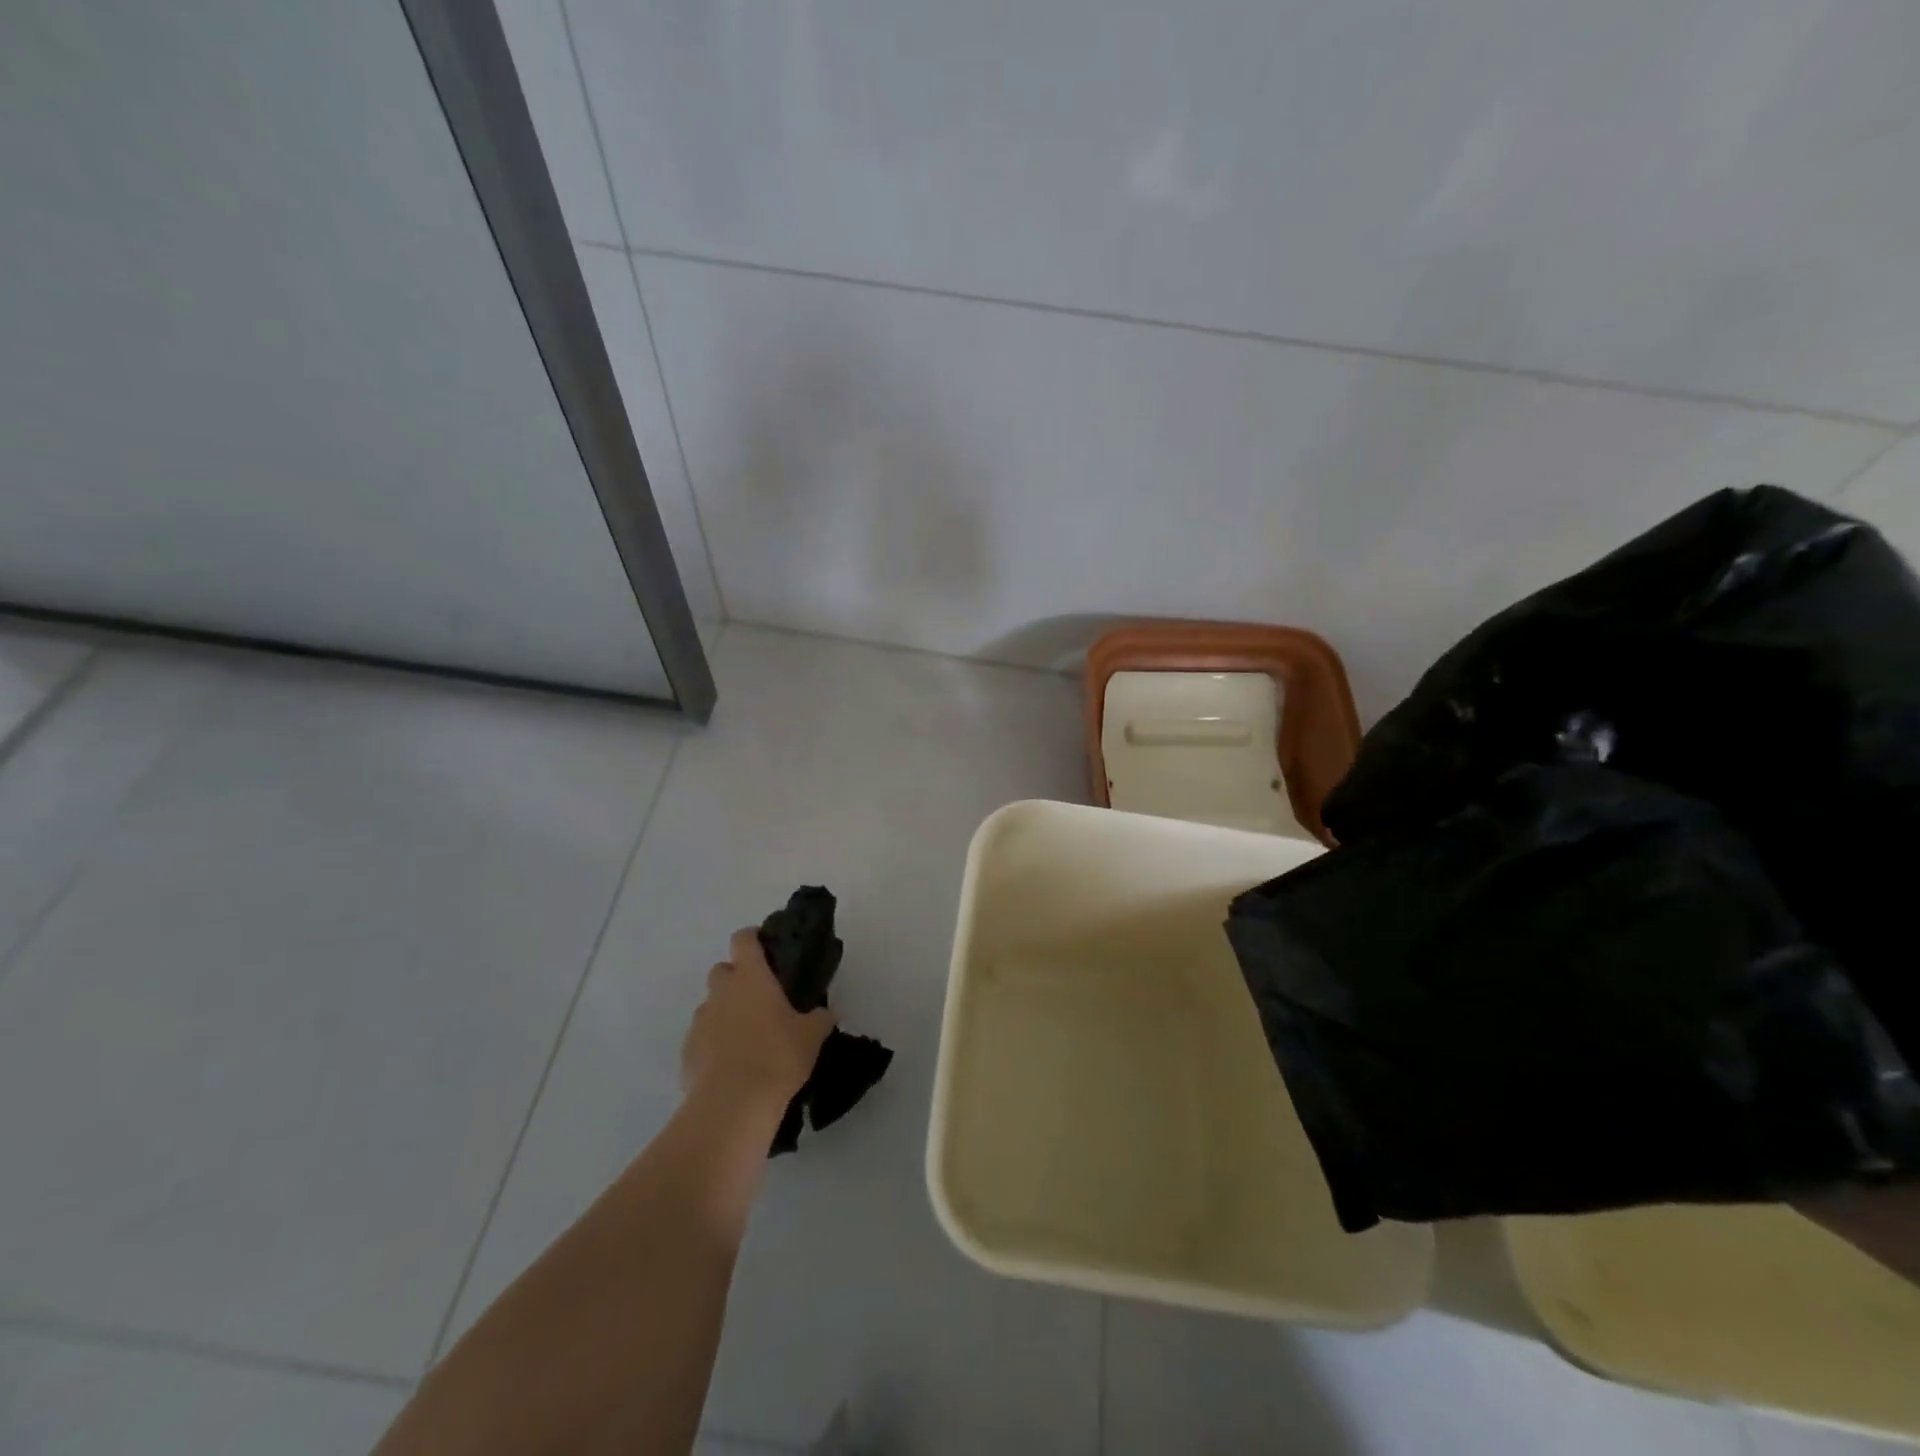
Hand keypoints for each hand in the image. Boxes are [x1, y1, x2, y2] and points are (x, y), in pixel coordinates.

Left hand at [683, 927, 834, 1114]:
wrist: (733, 1105)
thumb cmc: (777, 1057)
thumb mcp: (811, 1036)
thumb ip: (819, 1018)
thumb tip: (824, 1013)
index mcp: (751, 978)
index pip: (744, 939)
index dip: (753, 938)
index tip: (766, 946)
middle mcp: (721, 992)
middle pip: (722, 970)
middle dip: (737, 978)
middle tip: (760, 997)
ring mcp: (700, 1021)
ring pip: (710, 1005)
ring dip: (725, 1012)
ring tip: (746, 1036)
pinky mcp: (687, 1052)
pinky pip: (701, 1037)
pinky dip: (713, 1043)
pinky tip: (731, 1065)